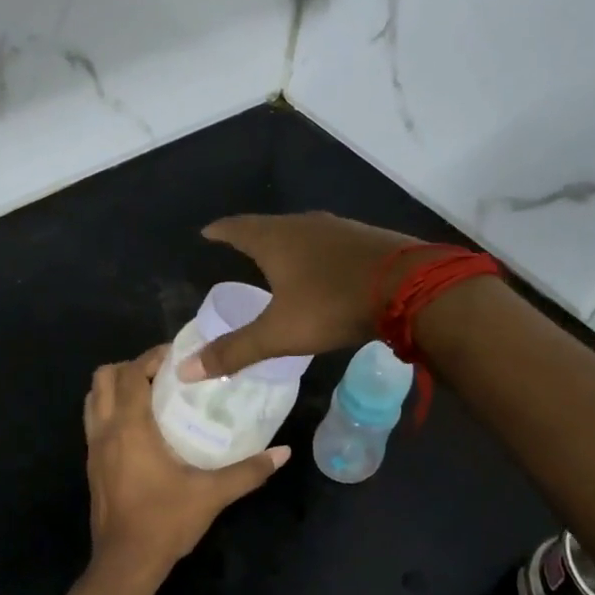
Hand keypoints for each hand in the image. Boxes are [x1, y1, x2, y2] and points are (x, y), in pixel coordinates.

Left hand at [84, 346, 288, 577]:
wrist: (126, 563)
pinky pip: (95, 421)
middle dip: (131, 367)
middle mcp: (105, 431)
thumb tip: (283, 452)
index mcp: (130, 428)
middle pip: (104, 378)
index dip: (152, 357)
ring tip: (151, 395)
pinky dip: (112, 410)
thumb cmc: (165, 521)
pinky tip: (141, 428)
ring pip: (93, 399)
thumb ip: (249, 471)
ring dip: (116, 388)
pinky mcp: (91, 465)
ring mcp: (93, 449)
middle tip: (164, 374)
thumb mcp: (212, 494)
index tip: (179, 356)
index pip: (132, 374)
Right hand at [184, 212, 420, 379]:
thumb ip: (235, 350)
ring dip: (287, 242)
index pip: (237, 228)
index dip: (220, 231)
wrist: (410, 288)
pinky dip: (316, 252)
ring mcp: (339, 228)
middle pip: (269, 226)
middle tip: (238, 246)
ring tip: (278, 257)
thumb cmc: (332, 305)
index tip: (207, 232)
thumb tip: (184, 370)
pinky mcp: (366, 239)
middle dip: (252, 236)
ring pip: (302, 231)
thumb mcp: (279, 333)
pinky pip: (329, 241)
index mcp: (276, 240)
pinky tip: (323, 267)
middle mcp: (304, 225)